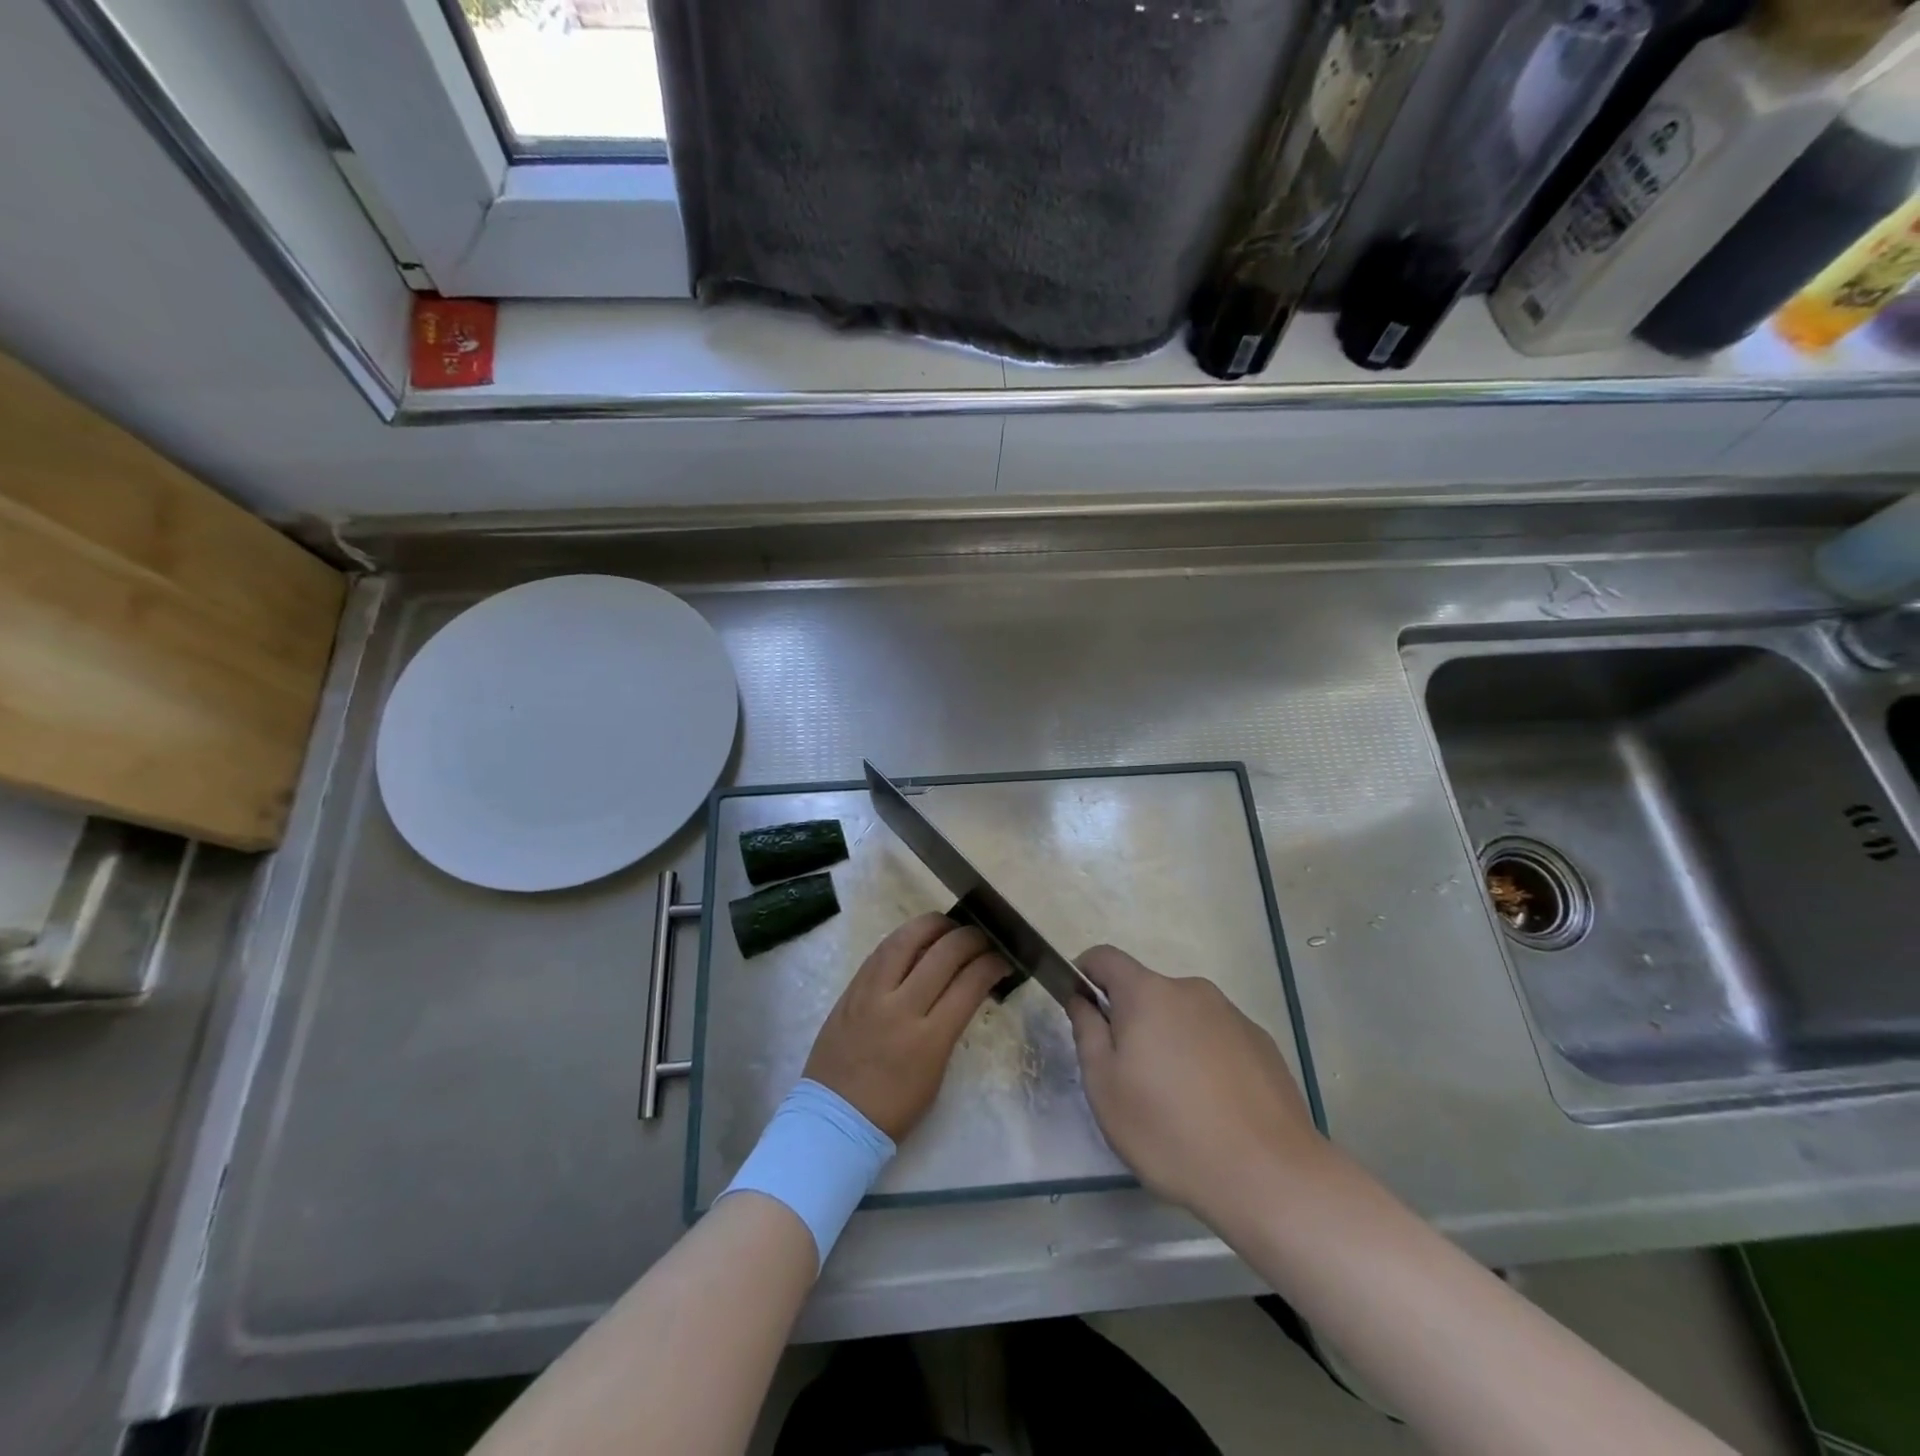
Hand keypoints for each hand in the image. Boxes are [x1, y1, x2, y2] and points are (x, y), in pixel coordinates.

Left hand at [804, 913, 1006, 1140]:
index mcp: (929, 1039)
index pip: (970, 983)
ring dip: (934, 925)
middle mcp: (900, 1008)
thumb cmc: (893, 1109)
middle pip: (943, 953)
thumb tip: (966, 987)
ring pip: (907, 939)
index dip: (991, 964)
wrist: (834, 1121)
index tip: (1001, 959)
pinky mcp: (850, 989)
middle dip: (971, 938)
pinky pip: (881, 951)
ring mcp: (871, 994)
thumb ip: (950, 1025)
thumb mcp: (936, 1071)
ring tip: (949, 926)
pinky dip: (904, 938)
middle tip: (982, 939)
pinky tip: (917, 938)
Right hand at [1066, 945, 1327, 1225]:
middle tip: (1128, 1076)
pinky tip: (1213, 1108)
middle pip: (1146, 991)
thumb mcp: (1105, 1087)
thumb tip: (1083, 999)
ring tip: (1176, 1101)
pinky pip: (1216, 1038)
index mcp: (1148, 993)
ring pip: (1183, 1016)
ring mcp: (1232, 1015)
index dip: (1084, 973)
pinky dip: (1204, 1059)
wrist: (1270, 1176)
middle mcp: (1191, 990)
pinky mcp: (1262, 1043)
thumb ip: (1087, 1032)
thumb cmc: (1169, 1130)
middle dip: (1130, 1020)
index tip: (1079, 1006)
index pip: (1105, 957)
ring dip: (1169, 1041)